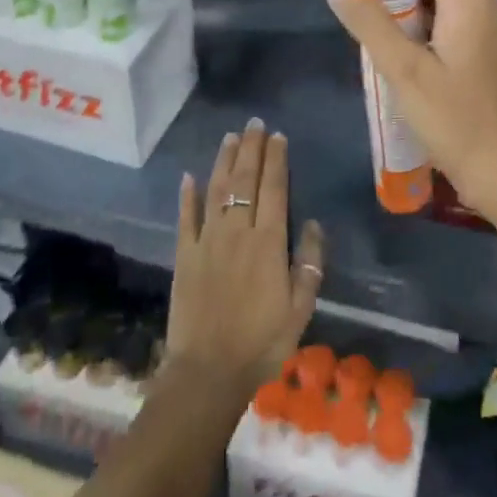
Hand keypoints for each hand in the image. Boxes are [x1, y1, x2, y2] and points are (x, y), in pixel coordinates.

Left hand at [166, 119, 324, 399]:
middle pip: (245, 181)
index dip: (276, 160)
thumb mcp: (300, 309)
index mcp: (268, 243)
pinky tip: (188, 176)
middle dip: (251, 149)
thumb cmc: (261, 343)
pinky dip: (187, 195)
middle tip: (254, 124)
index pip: (274, 189)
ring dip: (223, 161)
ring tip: (230, 137)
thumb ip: (309, 264)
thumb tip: (312, 224)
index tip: (277, 136)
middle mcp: (237, 232)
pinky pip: (185, 218)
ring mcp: (207, 241)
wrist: (208, 373)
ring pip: (216, 190)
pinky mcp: (184, 255)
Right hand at [325, 0, 496, 226]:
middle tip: (370, 15)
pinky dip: (437, 28)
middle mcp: (493, 5)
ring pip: (453, 0)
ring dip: (417, 9)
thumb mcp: (404, 72)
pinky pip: (465, 23)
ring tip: (387, 40)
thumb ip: (370, 23)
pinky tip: (416, 60)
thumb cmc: (457, 121)